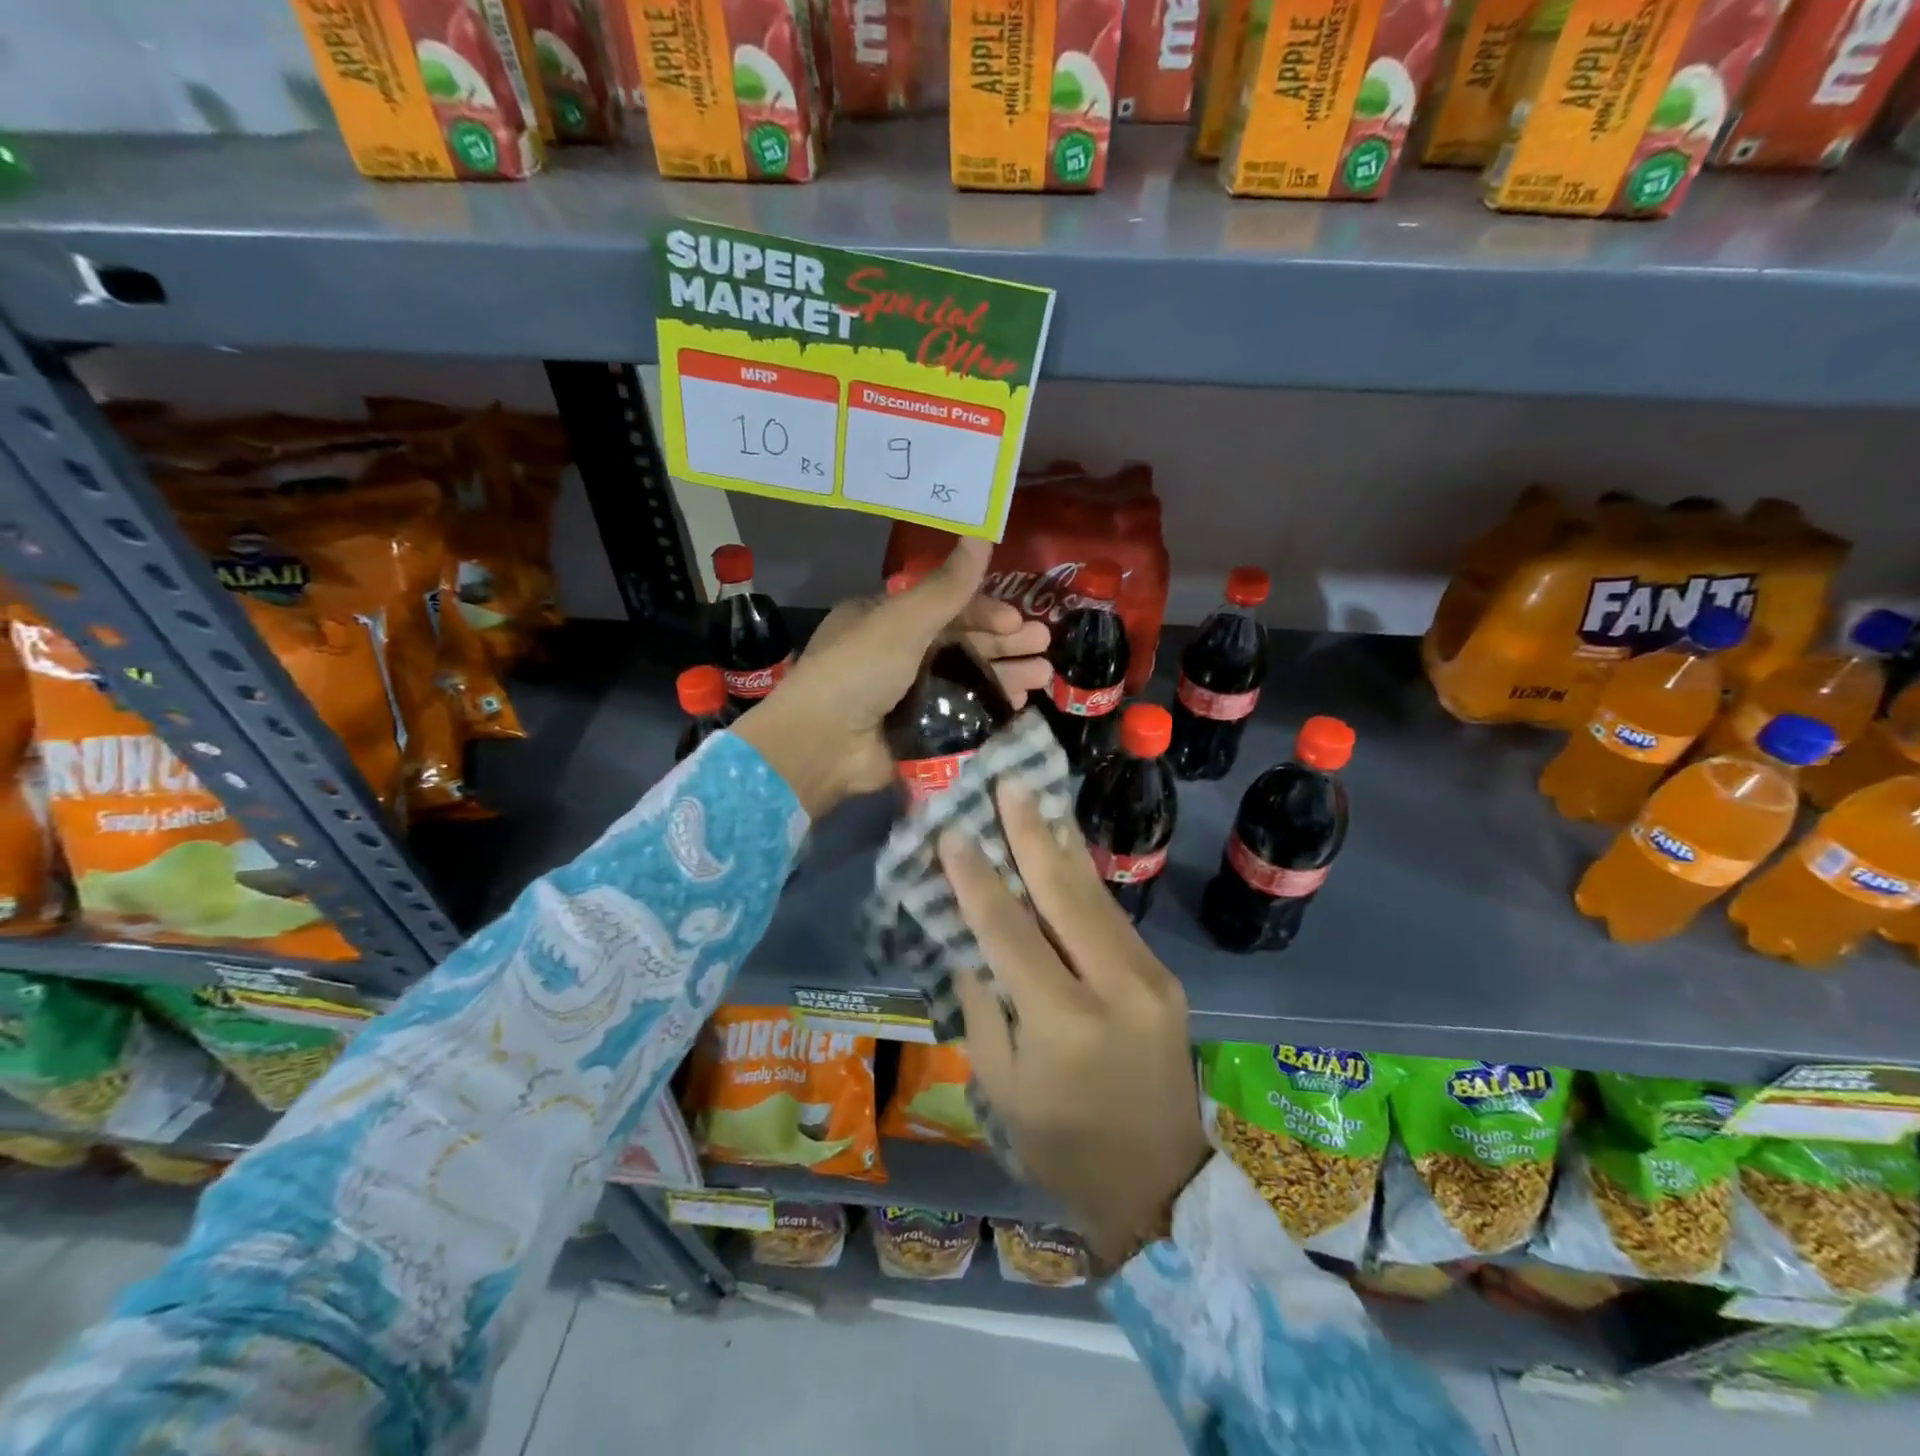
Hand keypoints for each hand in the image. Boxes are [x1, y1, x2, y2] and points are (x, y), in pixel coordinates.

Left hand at [732, 539, 1049, 818]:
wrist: (821, 746)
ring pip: (966, 679)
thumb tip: (982, 531)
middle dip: (1004, 643)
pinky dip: (989, 708)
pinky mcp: (917, 732)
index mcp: (885, 620)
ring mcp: (907, 696)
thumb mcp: (902, 621)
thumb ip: (947, 585)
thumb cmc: (859, 670)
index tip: (1016, 621)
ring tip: (1043, 677)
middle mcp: (896, 654)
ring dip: (1004, 675)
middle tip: (1044, 646)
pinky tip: (1018, 705)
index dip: (984, 612)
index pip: (944, 608)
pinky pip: (961, 714)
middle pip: (961, 643)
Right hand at [940, 782, 1211, 1266]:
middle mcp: (1112, 987)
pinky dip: (1083, 877)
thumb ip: (982, 1006)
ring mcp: (1148, 978)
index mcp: (1062, 1023)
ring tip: (1036, 798)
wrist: (1159, 1182)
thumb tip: (966, 940)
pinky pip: (1113, 916)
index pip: (1008, 932)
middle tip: (1007, 784)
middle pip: (1063, 895)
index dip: (976, 879)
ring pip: (1095, 895)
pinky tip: (1064, 848)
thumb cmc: (1061, 1144)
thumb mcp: (1000, 1086)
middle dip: (1030, 834)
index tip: (953, 832)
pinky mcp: (1162, 977)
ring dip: (1060, 844)